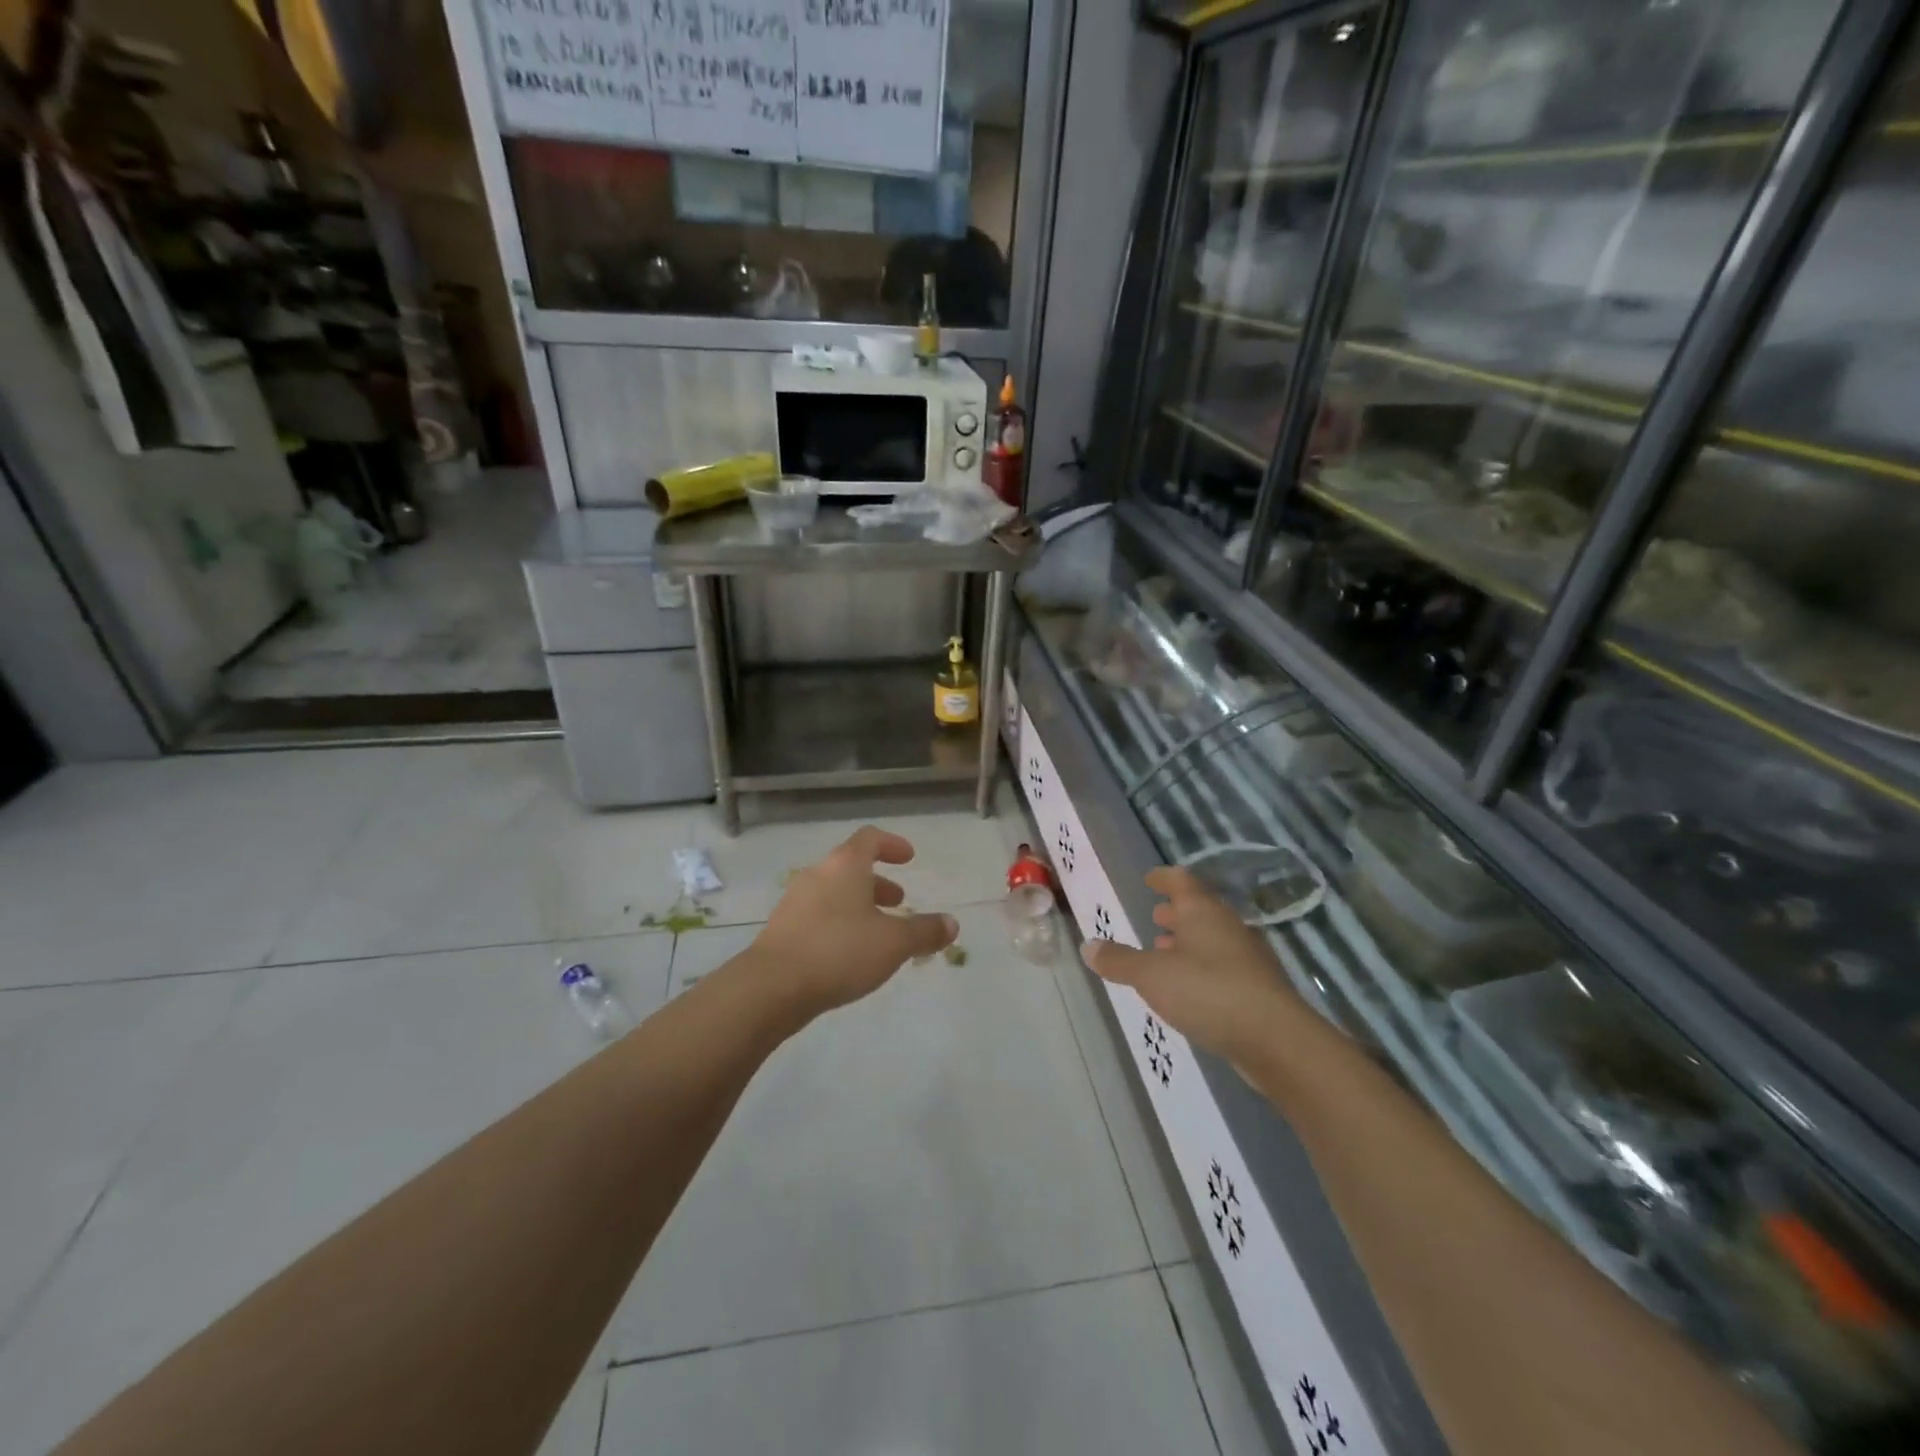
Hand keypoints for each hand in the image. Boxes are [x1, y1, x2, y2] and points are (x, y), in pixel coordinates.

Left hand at [750, 827, 957, 1015]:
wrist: (771, 987)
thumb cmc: (839, 951)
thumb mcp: (893, 943)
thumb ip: (924, 931)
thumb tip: (952, 924)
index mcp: (844, 866)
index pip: (869, 838)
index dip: (891, 844)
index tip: (909, 857)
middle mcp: (817, 875)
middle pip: (850, 867)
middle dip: (877, 882)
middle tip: (898, 901)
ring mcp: (795, 902)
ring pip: (834, 893)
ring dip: (859, 905)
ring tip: (878, 933)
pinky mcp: (782, 930)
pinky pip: (818, 916)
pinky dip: (839, 924)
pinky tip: (849, 954)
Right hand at [1081, 866, 1301, 1065]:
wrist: (1276, 1041)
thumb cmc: (1208, 992)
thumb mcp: (1151, 975)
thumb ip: (1120, 960)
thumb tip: (1088, 946)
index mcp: (1204, 913)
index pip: (1181, 882)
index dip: (1163, 878)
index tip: (1149, 879)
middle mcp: (1228, 928)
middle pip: (1200, 910)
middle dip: (1176, 912)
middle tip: (1155, 916)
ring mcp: (1247, 959)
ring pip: (1212, 939)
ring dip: (1188, 942)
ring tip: (1165, 950)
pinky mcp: (1257, 990)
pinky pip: (1222, 966)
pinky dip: (1201, 967)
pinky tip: (1188, 987)